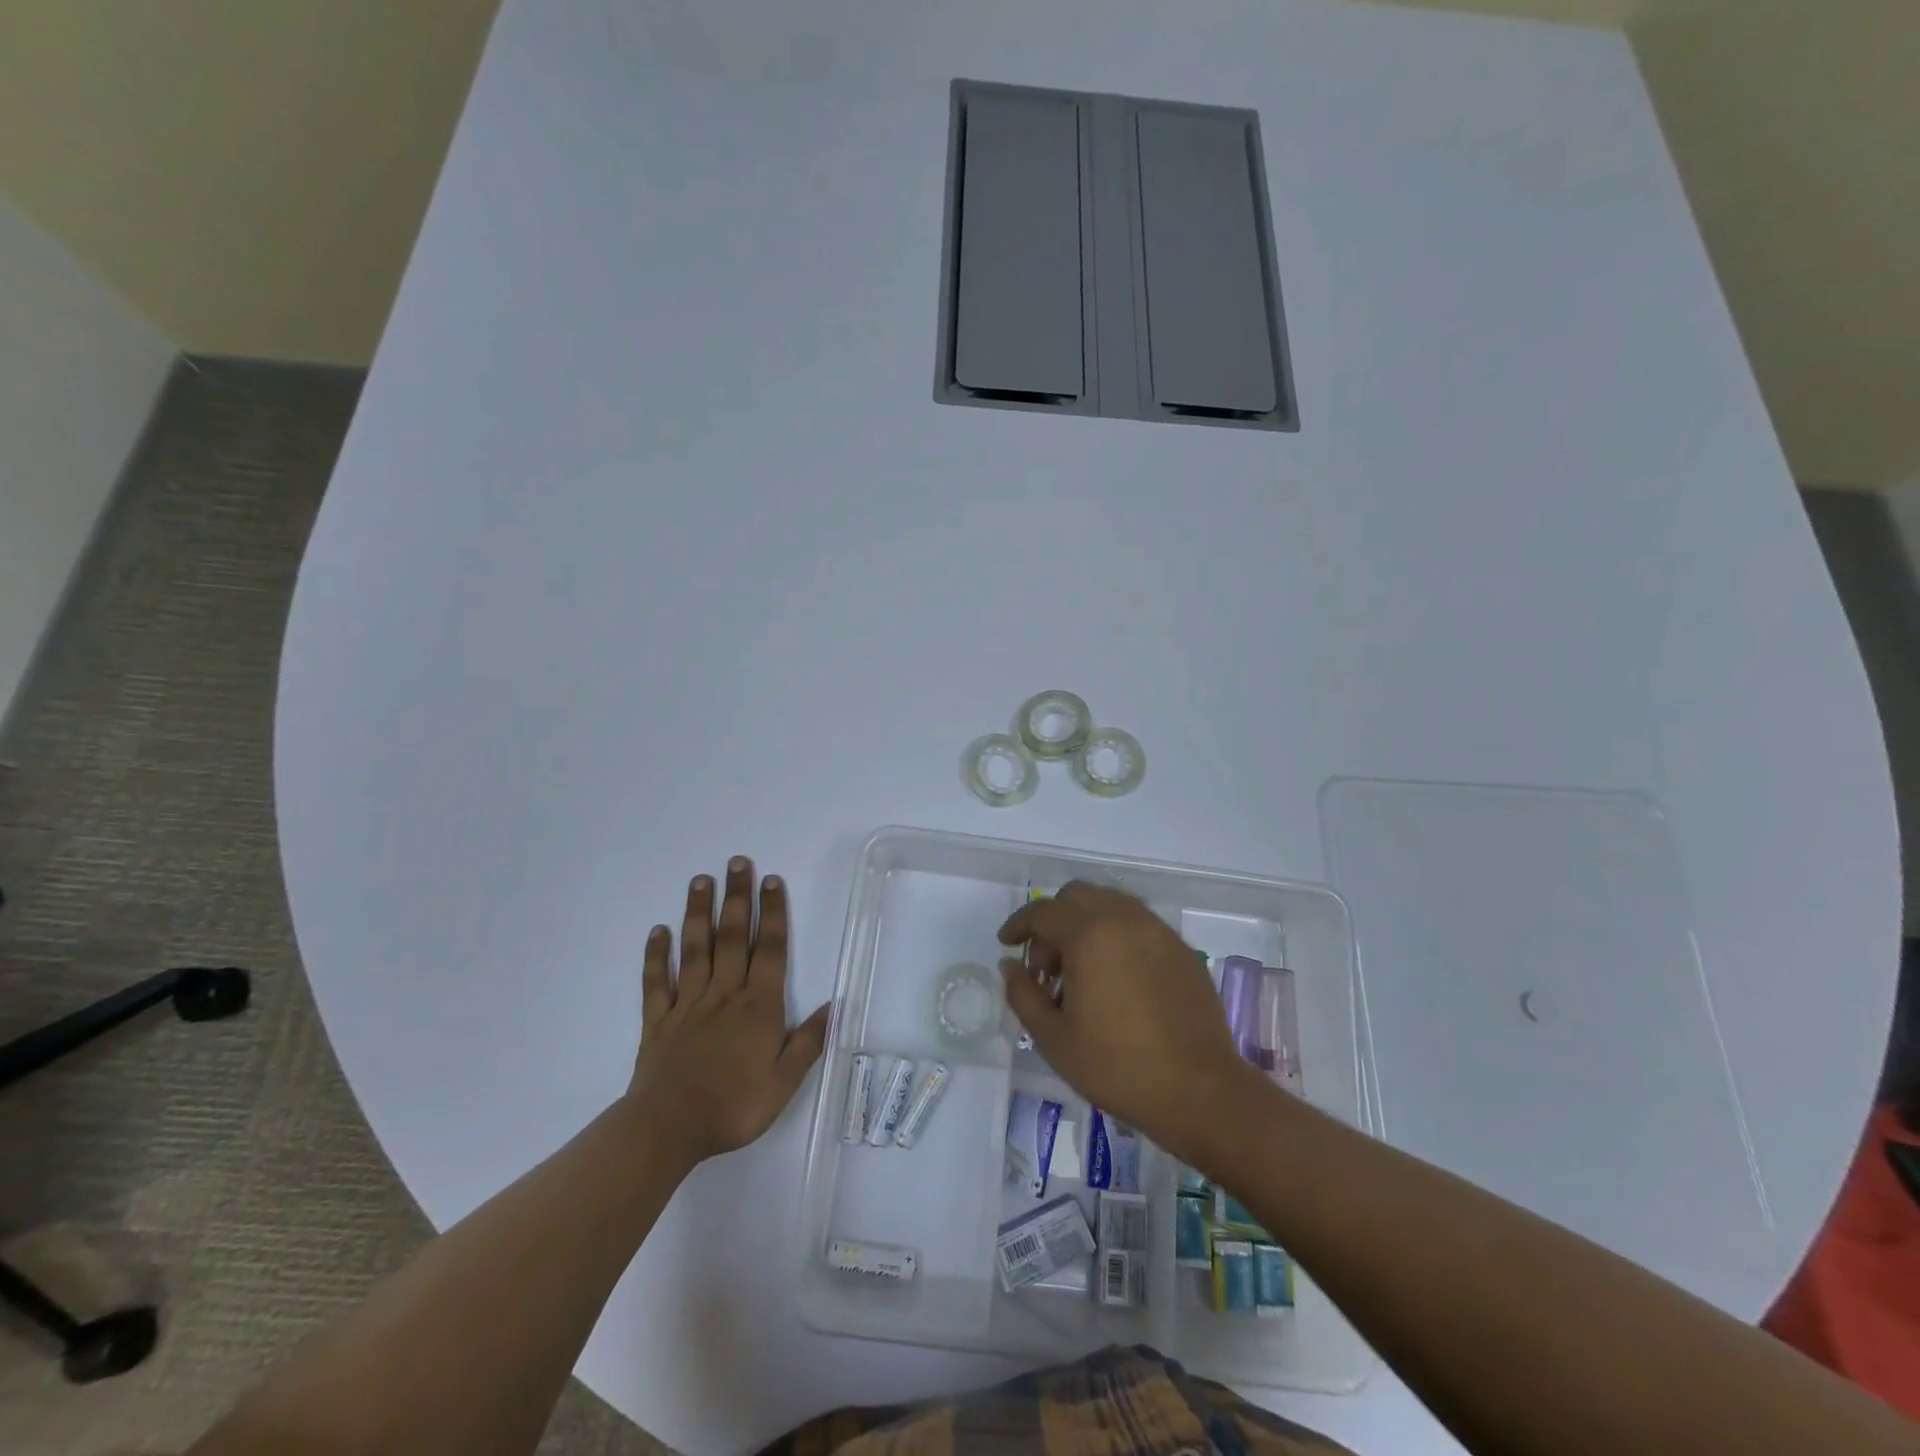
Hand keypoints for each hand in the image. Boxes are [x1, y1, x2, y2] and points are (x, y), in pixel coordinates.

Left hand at [627, 857, 829, 1168]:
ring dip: (698, 913)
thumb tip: (835, 1006)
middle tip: (737, 862)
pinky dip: (656, 956)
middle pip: (733, 937)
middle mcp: (724, 995)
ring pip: (696, 950)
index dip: (773, 913)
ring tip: (700, 881)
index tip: (771, 880)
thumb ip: (808, 1041)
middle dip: (737, 897)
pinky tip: (658, 931)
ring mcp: (688, 1004)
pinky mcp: (658, 1021)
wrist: (668, 1130)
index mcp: (758, 1006)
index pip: (770, 950)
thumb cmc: (733, 1107)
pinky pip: (656, 982)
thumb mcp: (784, 1082)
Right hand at [997, 881, 1253, 1164]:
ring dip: (1086, 924)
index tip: (1006, 944)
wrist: (1199, 1091)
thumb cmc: (1117, 1066)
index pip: (1042, 912)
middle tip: (1046, 966)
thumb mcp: (1053, 1038)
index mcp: (1089, 934)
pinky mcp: (1182, 949)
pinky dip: (1117, 936)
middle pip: (1076, 896)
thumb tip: (1011, 965)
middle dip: (1053, 921)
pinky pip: (1138, 925)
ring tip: (1081, 971)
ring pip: (1110, 905)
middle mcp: (1124, 919)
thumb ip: (1023, 994)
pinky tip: (1117, 979)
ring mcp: (1158, 931)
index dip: (1018, 925)